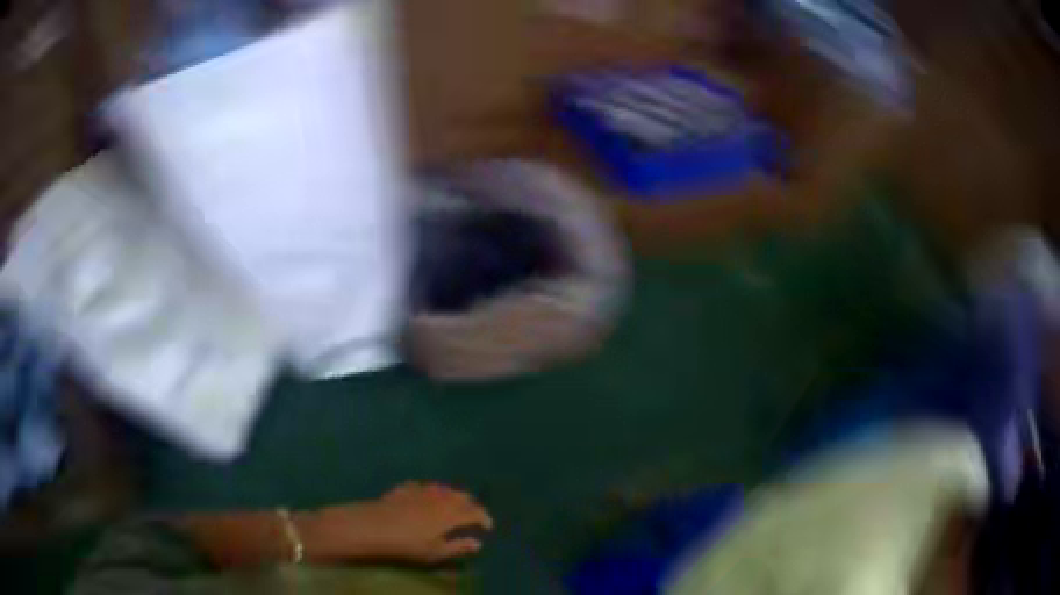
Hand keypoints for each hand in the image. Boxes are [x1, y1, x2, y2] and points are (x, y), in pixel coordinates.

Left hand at [299, 482, 493, 563]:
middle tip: (473, 515)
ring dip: (452, 495)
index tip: (488, 526)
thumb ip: (458, 546)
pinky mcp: (403, 488)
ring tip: (454, 504)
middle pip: (460, 496)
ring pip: (444, 489)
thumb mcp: (435, 552)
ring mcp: (420, 491)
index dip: (484, 517)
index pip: (474, 512)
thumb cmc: (406, 545)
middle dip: (470, 504)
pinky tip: (427, 495)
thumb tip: (478, 543)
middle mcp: (439, 498)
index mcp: (450, 514)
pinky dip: (432, 491)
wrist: (371, 527)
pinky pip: (424, 486)